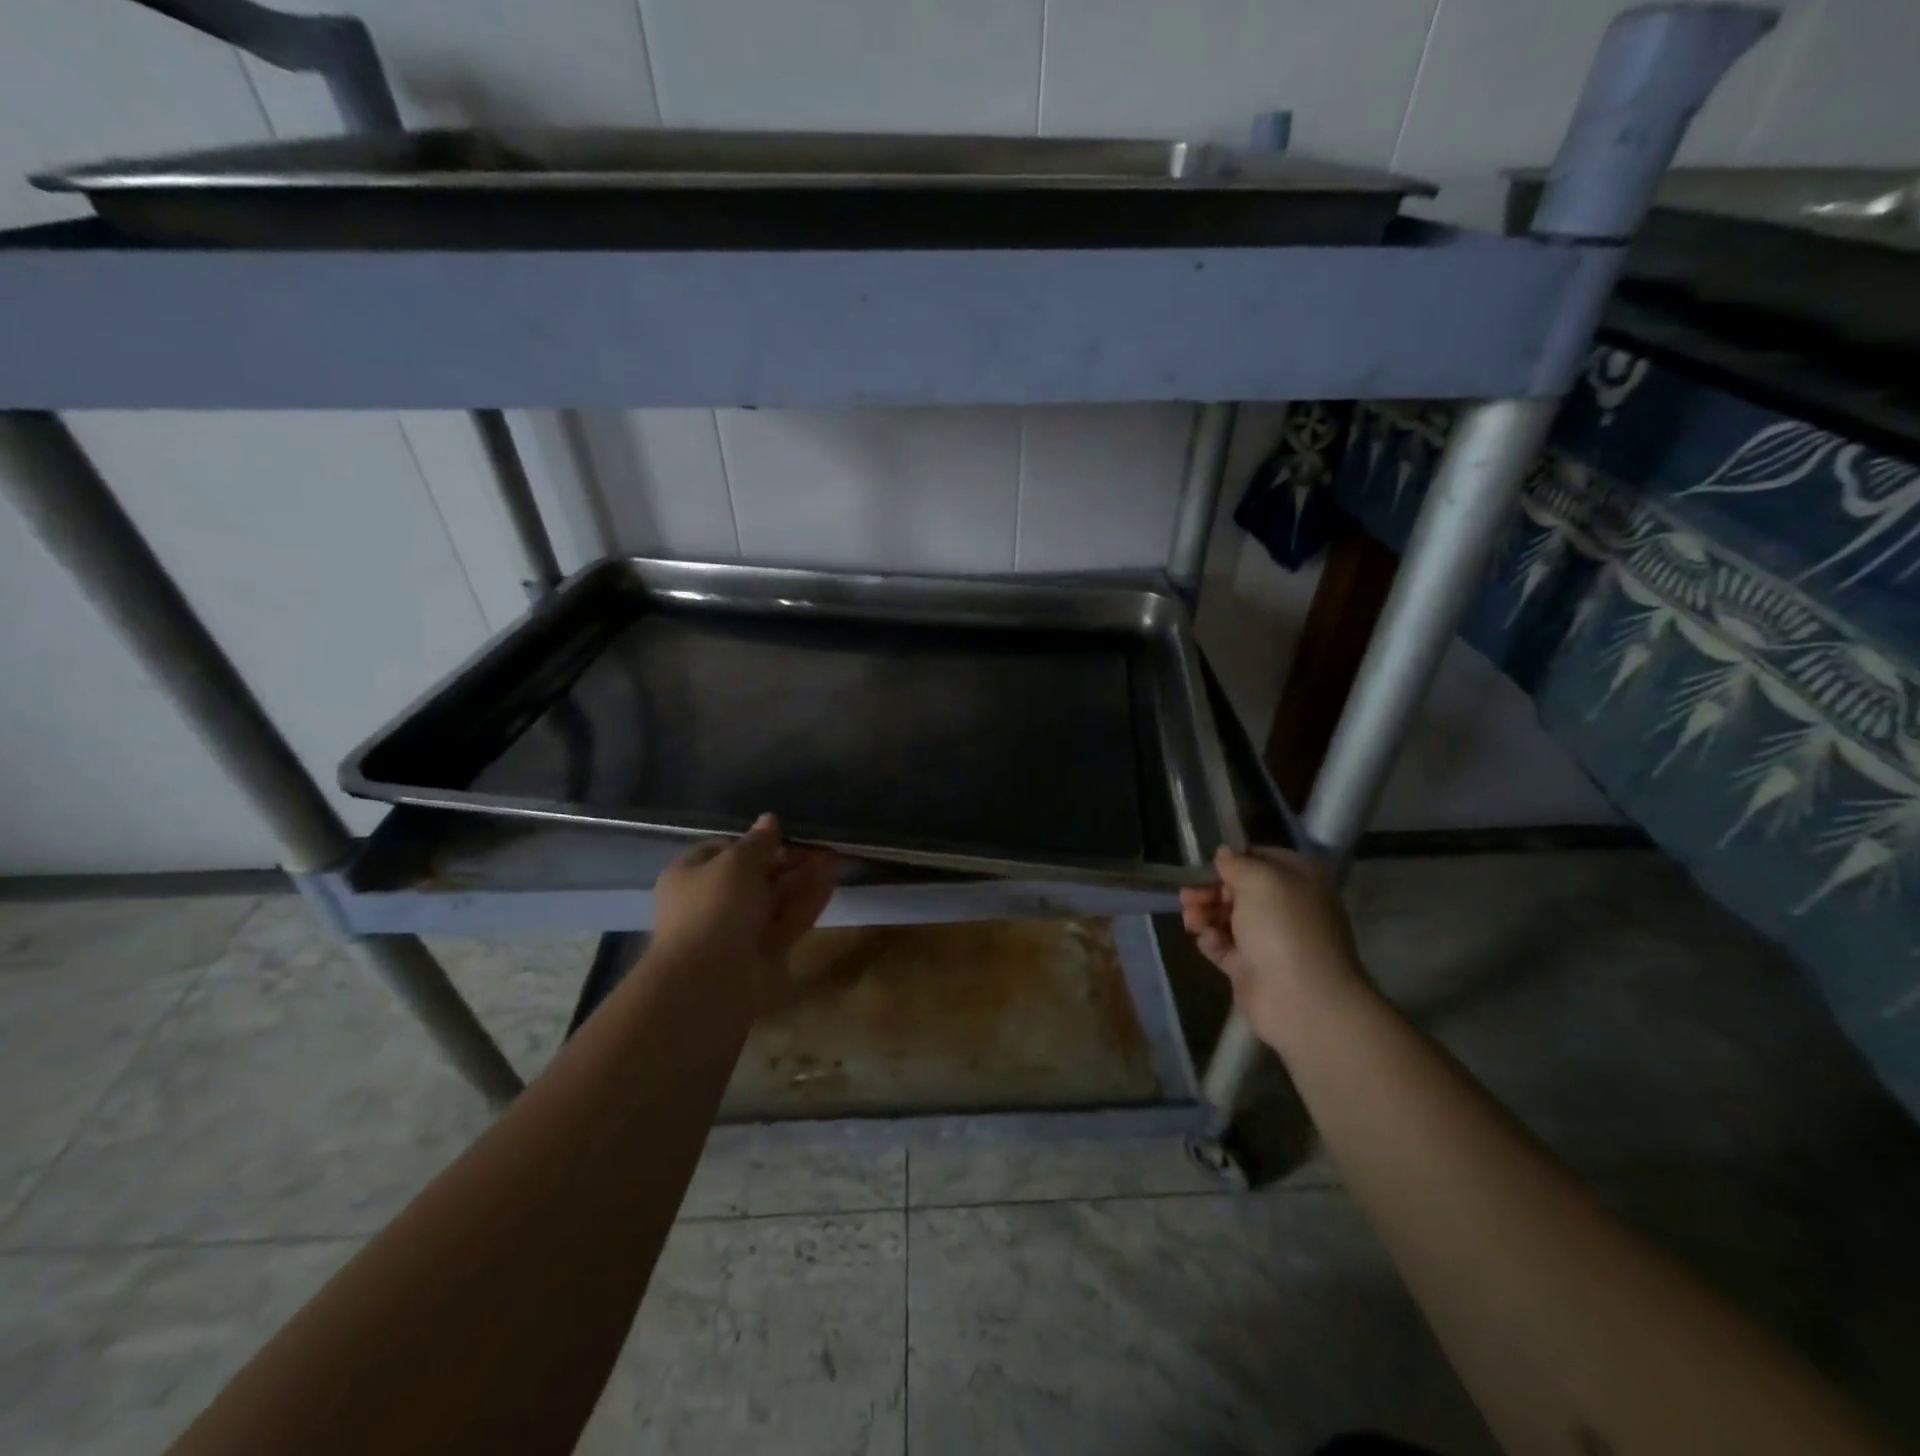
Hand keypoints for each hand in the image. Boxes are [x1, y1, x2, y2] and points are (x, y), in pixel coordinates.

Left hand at [652, 814, 836, 1003]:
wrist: (710, 980)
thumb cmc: (715, 908)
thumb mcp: (737, 862)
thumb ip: (758, 841)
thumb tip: (769, 820)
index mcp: (689, 876)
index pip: (722, 850)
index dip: (753, 841)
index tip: (783, 835)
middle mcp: (710, 902)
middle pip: (752, 875)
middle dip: (786, 860)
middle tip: (819, 847)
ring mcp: (736, 931)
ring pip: (773, 899)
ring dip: (802, 879)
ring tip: (833, 859)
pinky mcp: (760, 953)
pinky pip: (785, 922)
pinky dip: (806, 903)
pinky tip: (830, 885)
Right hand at [1179, 845, 1364, 1049]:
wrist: (1301, 998)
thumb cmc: (1283, 927)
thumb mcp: (1259, 880)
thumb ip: (1237, 863)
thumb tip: (1224, 854)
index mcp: (1298, 880)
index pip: (1262, 858)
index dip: (1233, 859)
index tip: (1206, 864)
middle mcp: (1286, 907)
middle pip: (1240, 890)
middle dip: (1211, 890)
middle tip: (1187, 895)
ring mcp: (1269, 939)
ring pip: (1228, 917)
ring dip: (1205, 913)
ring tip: (1190, 919)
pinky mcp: (1252, 967)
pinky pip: (1225, 946)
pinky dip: (1212, 940)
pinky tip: (1206, 939)